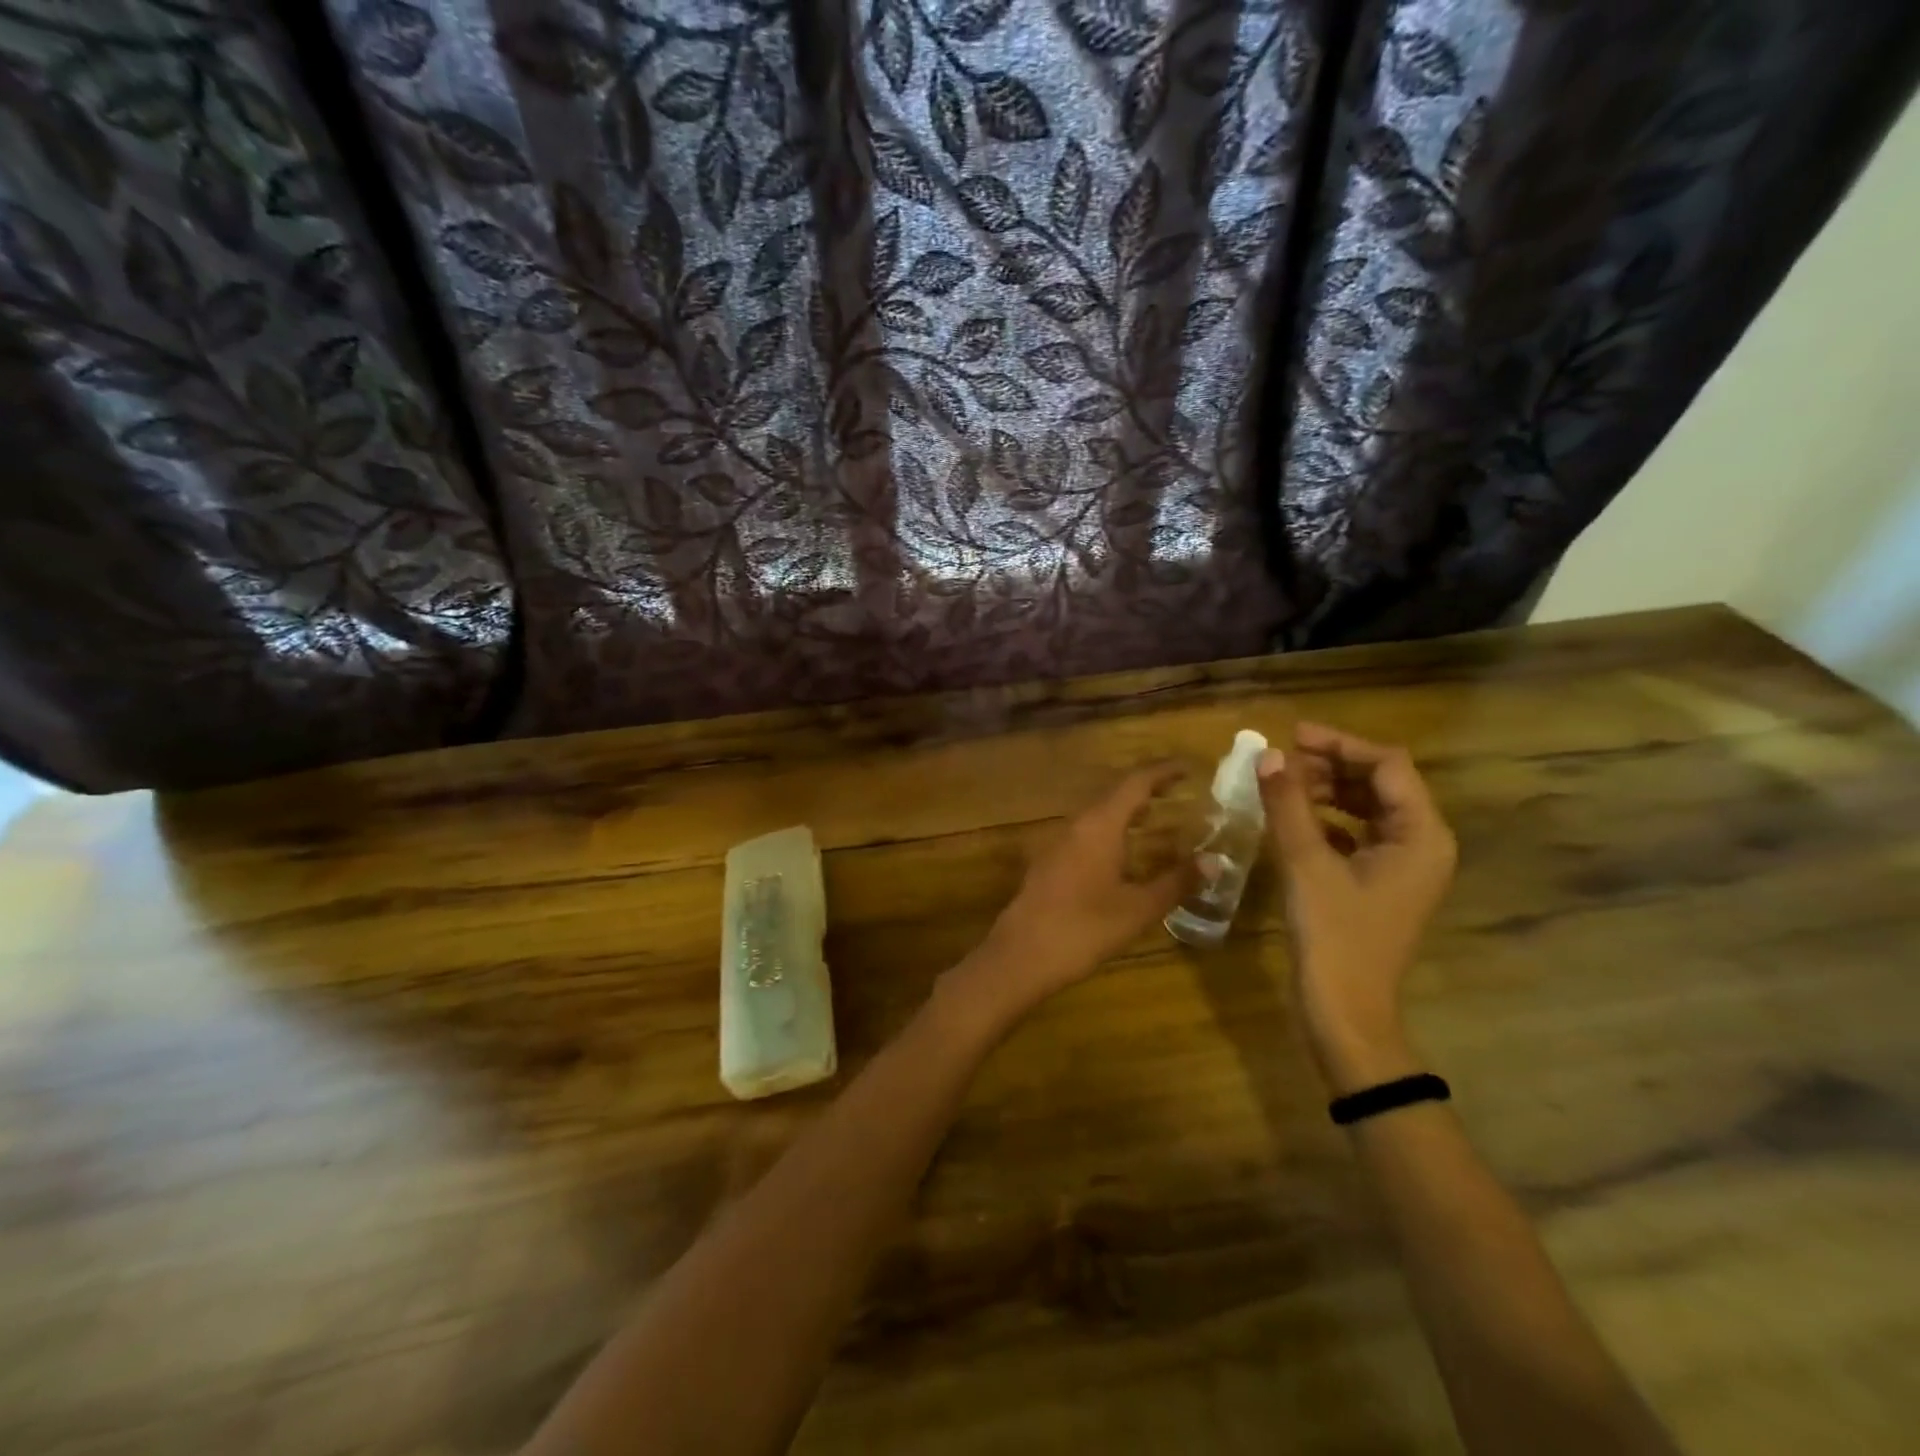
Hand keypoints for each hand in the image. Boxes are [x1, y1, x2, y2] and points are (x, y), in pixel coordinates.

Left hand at [944, 765, 1190, 1029]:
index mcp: (1099, 825)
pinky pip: (1085, 833)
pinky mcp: (1049, 862)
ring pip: (1097, 814)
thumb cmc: (1084, 928)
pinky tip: (1121, 852)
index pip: (1135, 782)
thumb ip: (1176, 882)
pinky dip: (1109, 830)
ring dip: (1126, 810)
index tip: (1188, 767)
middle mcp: (1076, 824)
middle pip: (1114, 794)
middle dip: (1146, 789)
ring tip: (1155, 816)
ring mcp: (1058, 842)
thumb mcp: (1138, 908)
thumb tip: (1214, 861)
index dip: (1162, 771)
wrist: (1021, 955)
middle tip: (1178, 791)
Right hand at [1258, 723, 1456, 1093]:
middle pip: (1381, 783)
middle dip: (1331, 766)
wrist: (1345, 1010)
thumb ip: (1288, 804)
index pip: (1387, 766)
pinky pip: (1359, 833)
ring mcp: (1404, 865)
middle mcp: (1423, 844)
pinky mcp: (1382, 883)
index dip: (1340, 744)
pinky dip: (1328, 818)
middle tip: (1280, 761)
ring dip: (1327, 790)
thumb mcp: (1306, 864)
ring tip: (1282, 786)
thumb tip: (1268, 755)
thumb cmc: (1334, 935)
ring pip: (1368, 807)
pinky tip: (1294, 820)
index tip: (1291, 736)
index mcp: (1421, 835)